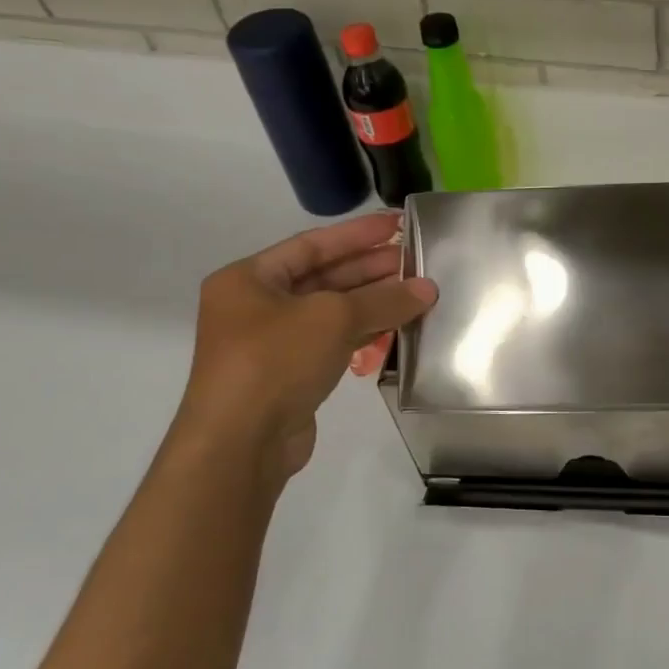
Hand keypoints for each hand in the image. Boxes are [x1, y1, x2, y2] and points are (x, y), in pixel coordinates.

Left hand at [171, 212, 436, 480]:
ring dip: (372, 302)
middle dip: (370, 268)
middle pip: (323, 277)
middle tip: (415, 260)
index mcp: (249, 279)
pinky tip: (397, 327)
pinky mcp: (290, 374)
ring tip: (416, 293)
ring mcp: (272, 343)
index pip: (312, 244)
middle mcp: (256, 306)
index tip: (397, 224)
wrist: (240, 443)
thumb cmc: (276, 361)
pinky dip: (364, 332)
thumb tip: (428, 289)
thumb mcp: (333, 318)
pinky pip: (333, 342)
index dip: (357, 234)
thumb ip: (384, 299)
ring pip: (331, 312)